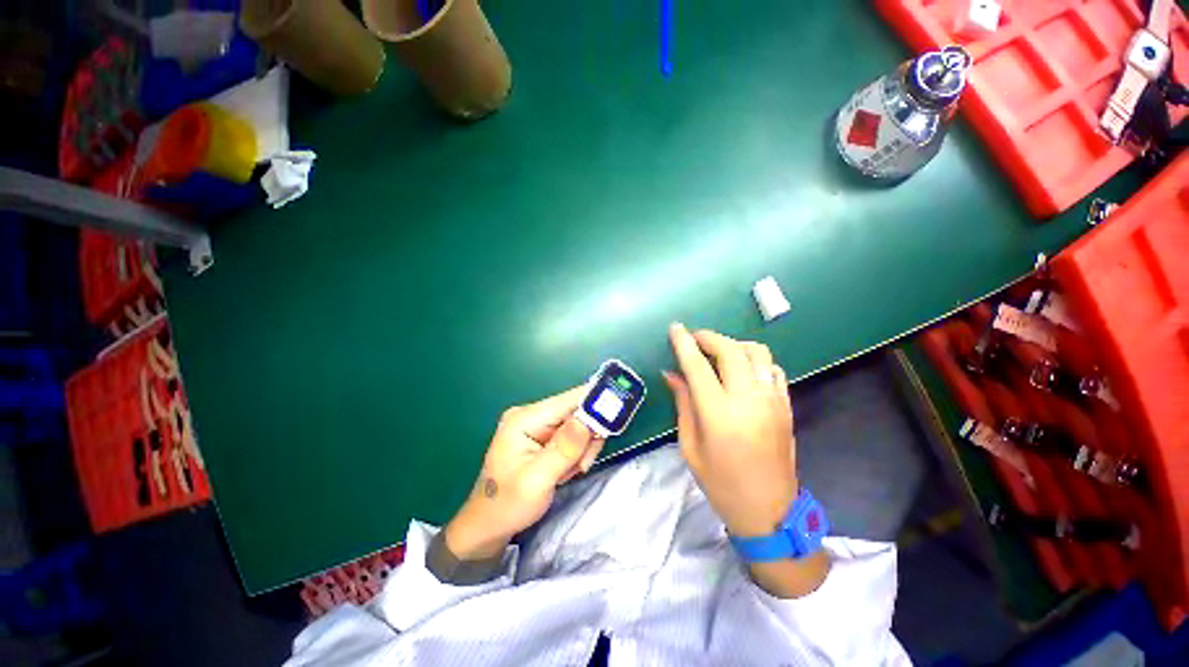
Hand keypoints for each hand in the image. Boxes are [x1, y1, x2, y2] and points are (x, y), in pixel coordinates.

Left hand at [444, 386, 604, 560]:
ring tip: (569, 472)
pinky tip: (564, 470)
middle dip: (586, 438)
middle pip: (577, 412)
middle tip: (581, 464)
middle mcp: (532, 414)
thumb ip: (563, 449)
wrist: (488, 524)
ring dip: (582, 449)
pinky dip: (576, 453)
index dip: (595, 403)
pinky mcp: (543, 435)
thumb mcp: (536, 481)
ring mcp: (537, 424)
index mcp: (525, 418)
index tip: (617, 415)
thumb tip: (588, 419)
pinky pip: (572, 436)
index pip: (569, 400)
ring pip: (578, 425)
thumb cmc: (507, 504)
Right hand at [663, 324, 797, 536]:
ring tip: (718, 353)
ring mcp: (773, 401)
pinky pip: (773, 368)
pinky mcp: (786, 405)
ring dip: (734, 345)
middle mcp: (749, 401)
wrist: (770, 512)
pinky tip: (742, 370)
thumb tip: (672, 374)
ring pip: (757, 353)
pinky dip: (754, 360)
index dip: (684, 343)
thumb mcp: (690, 446)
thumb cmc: (721, 484)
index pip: (698, 367)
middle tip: (694, 339)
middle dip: (709, 337)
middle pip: (731, 351)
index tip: (675, 328)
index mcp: (719, 415)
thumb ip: (683, 404)